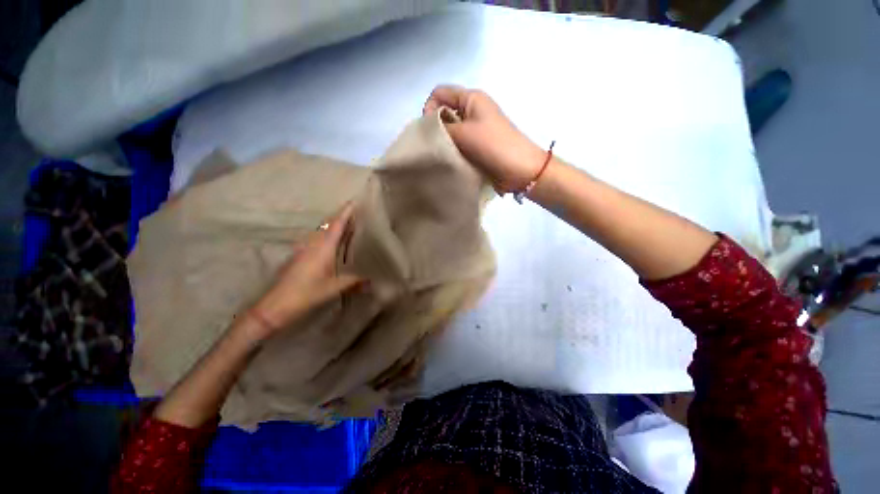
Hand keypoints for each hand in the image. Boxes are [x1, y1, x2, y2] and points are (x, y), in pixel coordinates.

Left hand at [250, 203, 362, 338]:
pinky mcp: (299, 256)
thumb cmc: (306, 293)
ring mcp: (304, 249)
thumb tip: (372, 281)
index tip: (353, 201)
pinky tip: (332, 244)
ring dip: (333, 226)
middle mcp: (313, 244)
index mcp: (323, 248)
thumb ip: (354, 282)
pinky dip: (327, 236)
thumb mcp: (334, 288)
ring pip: (321, 232)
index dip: (345, 212)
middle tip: (356, 213)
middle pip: (328, 225)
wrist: (275, 305)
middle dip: (341, 217)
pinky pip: (316, 239)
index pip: (336, 225)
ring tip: (348, 226)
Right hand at [423, 85, 545, 192]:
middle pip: (444, 113)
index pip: (439, 93)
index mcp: (471, 98)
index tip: (427, 131)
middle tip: (433, 148)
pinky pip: (459, 146)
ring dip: (444, 144)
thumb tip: (426, 129)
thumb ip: (442, 128)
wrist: (520, 169)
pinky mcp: (478, 147)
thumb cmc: (493, 145)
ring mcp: (476, 130)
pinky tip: (450, 163)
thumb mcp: (465, 132)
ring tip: (441, 158)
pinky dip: (453, 153)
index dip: (429, 108)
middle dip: (435, 129)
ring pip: (451, 132)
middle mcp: (472, 111)